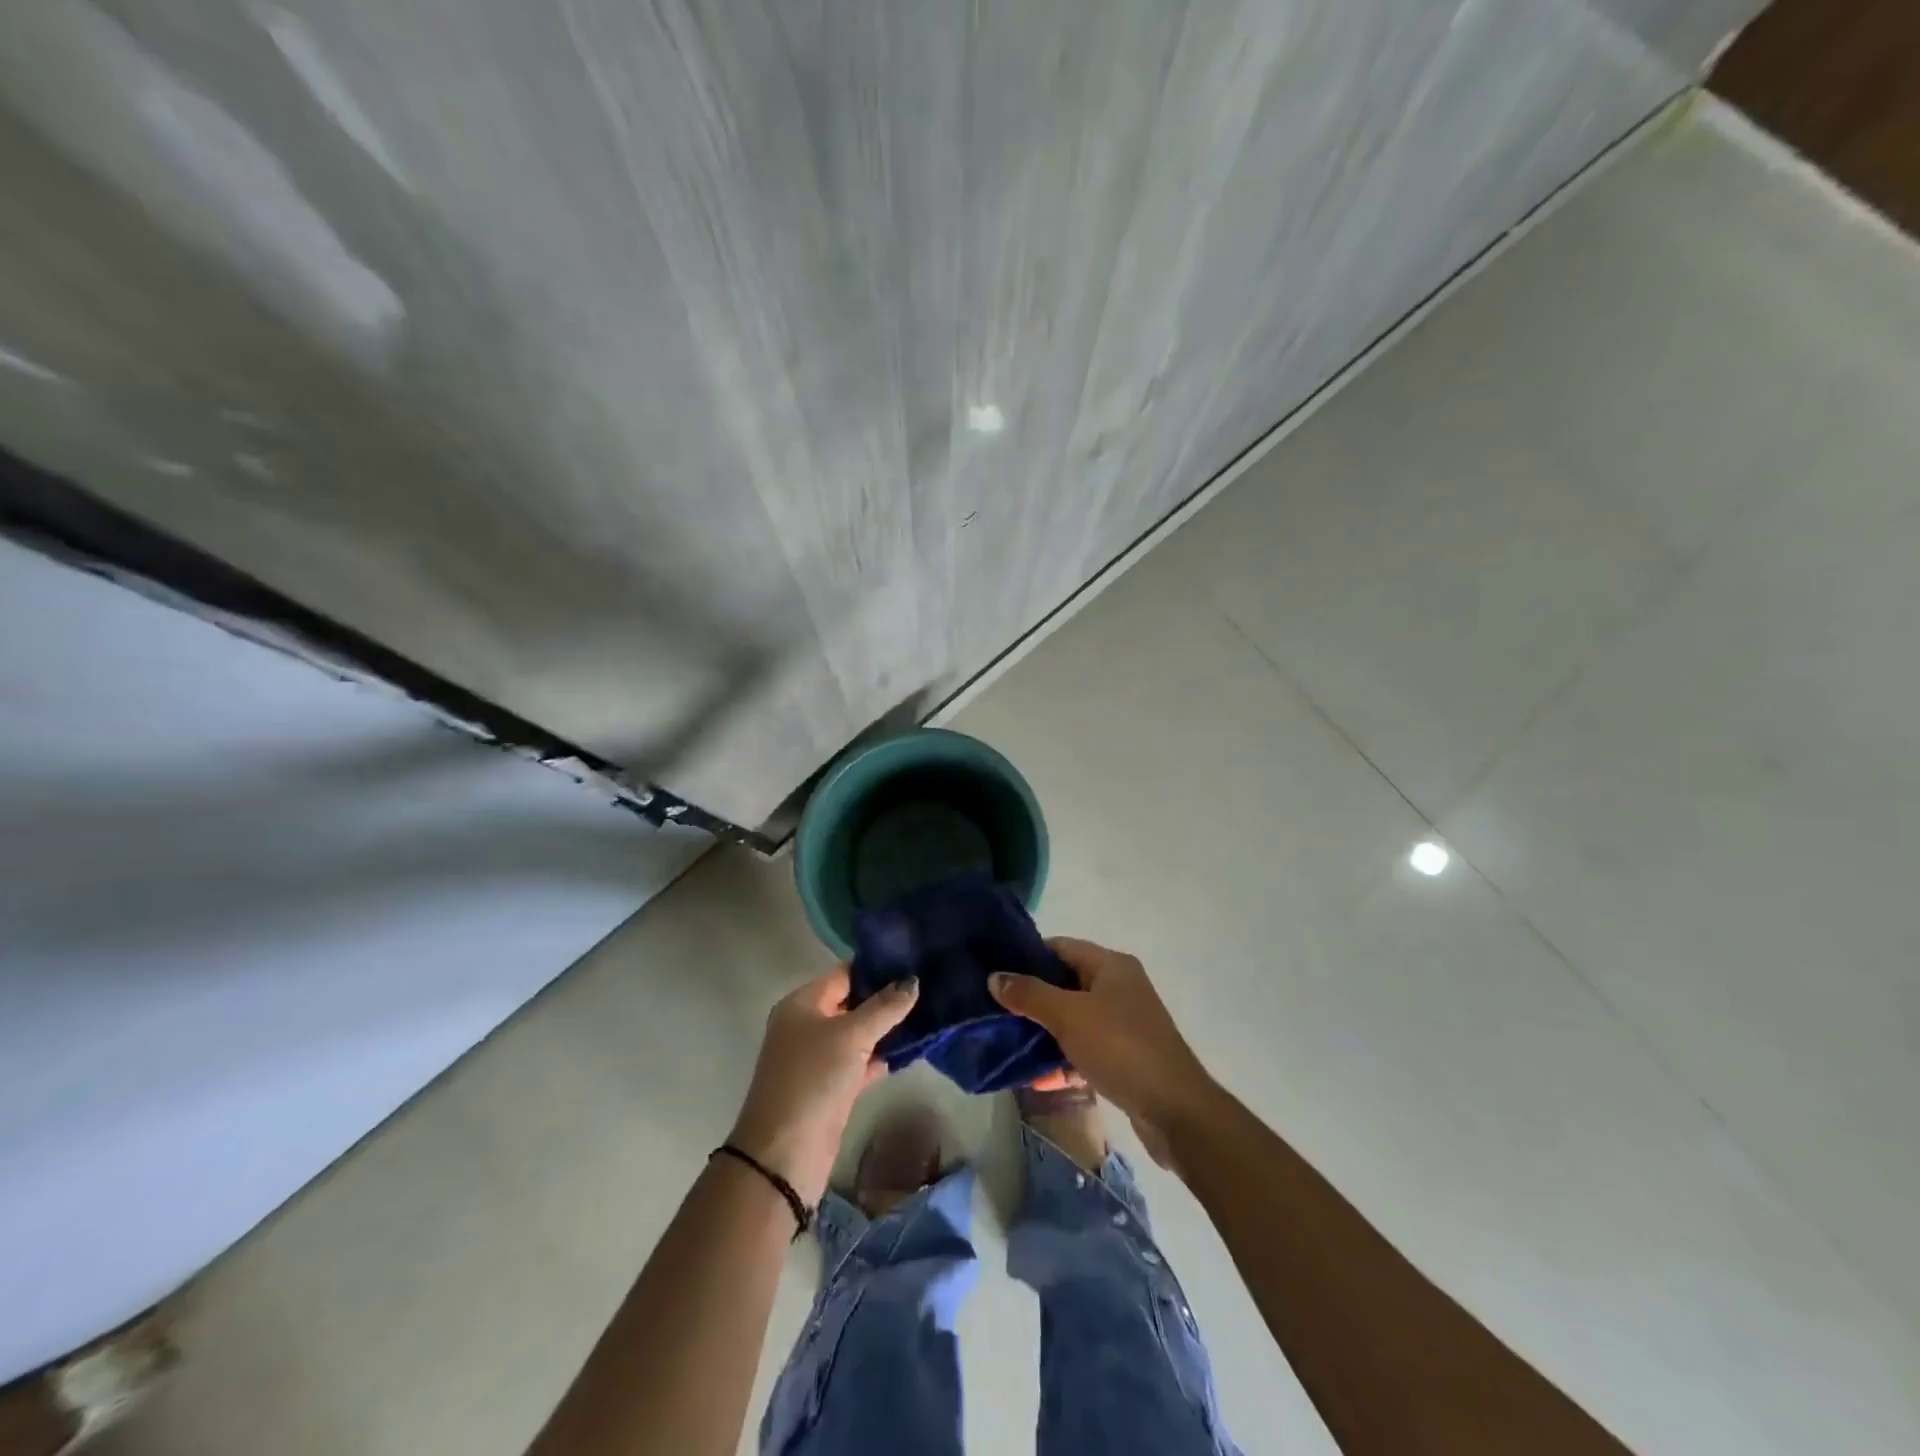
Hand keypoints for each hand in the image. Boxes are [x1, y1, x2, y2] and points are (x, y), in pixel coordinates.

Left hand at [727, 967, 918, 1205]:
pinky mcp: (828, 1088)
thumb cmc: (814, 1078)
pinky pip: (858, 1062)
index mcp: (801, 1004)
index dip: (875, 968)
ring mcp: (816, 1059)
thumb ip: (884, 1007)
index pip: (843, 974)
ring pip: (857, 1034)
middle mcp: (805, 1026)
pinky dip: (878, 1058)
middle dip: (885, 998)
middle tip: (926, 988)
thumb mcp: (852, 1035)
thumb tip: (912, 981)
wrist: (784, 1154)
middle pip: (850, 1003)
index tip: (913, 961)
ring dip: (885, 1030)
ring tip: (926, 1016)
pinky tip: (907, 1053)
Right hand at [991, 938, 1217, 1165]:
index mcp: (1111, 965)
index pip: (1061, 947)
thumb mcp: (1069, 1016)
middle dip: (1032, 996)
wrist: (1174, 1110)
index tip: (995, 971)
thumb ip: (1030, 994)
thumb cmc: (1121, 1048)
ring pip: (1074, 1018)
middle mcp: (1120, 987)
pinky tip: (1037, 1074)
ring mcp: (1124, 1023)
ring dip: (1045, 1029)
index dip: (1028, 956)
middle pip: (1066, 983)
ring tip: (1007, 1040)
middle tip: (995, 1008)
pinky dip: (1063, 1056)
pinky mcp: (1124, 1056)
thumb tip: (994, 977)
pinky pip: (1085, 1047)